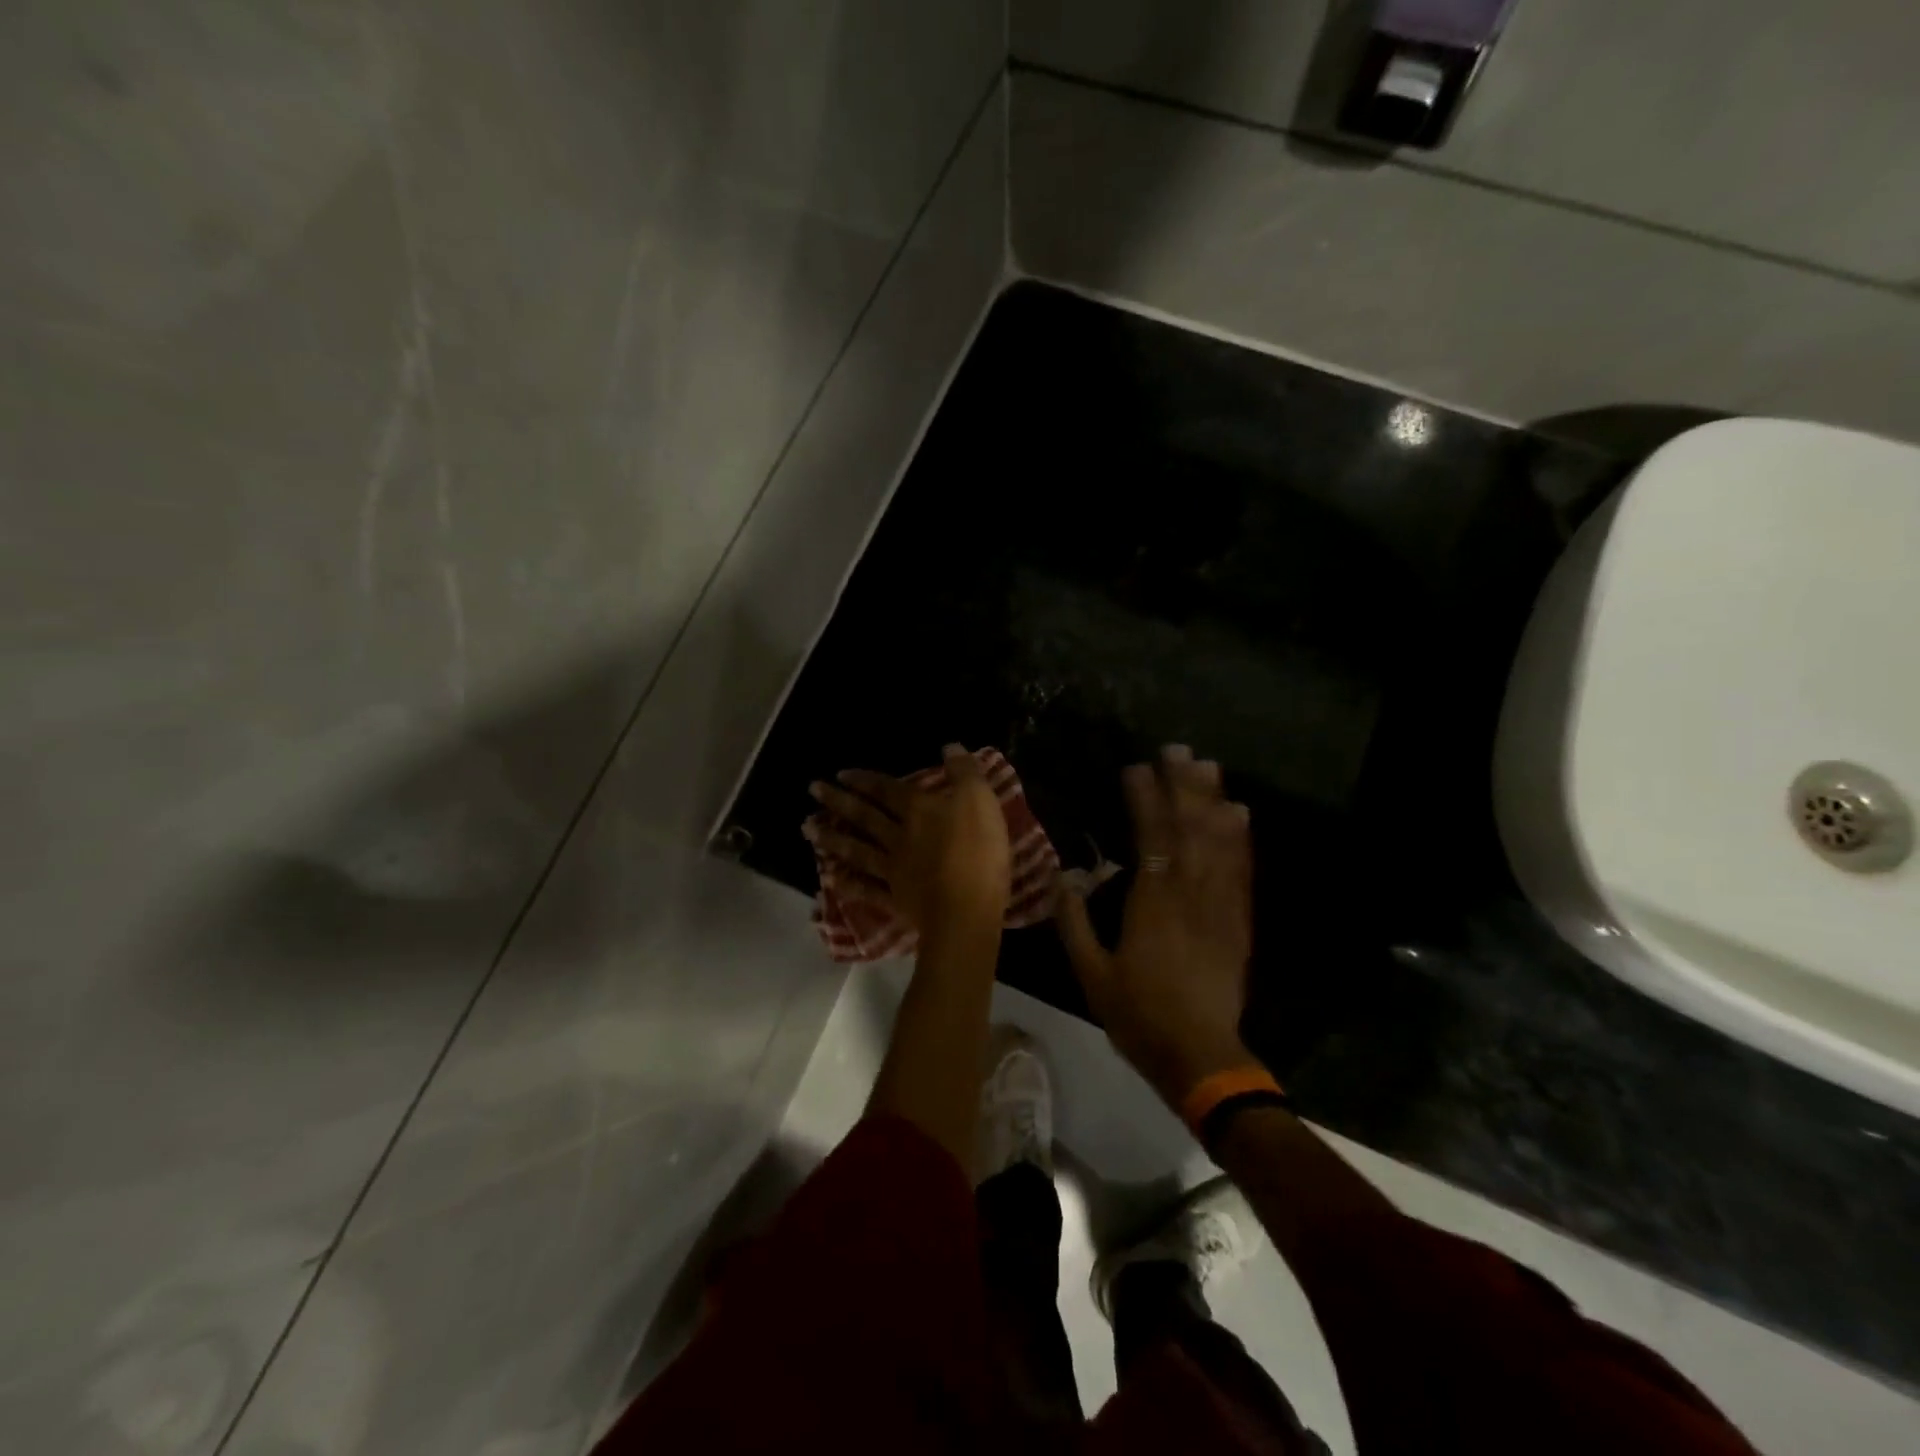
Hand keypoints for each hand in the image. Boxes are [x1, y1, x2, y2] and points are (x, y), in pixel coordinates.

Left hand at [807, 744, 1010, 935]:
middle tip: (813, 790)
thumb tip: (948, 746)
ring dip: (832, 838)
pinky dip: (848, 883)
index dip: (865, 780)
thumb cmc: (977, 851)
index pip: (887, 790)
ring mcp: (894, 870)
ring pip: (858, 850)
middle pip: (865, 816)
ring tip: (807, 829)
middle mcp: (899, 836)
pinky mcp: (896, 900)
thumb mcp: (980, 799)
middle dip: (839, 801)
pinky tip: (830, 878)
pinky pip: (867, 889)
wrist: (966, 910)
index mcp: (918, 810)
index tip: (841, 774)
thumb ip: (964, 771)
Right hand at [1056, 745, 1255, 1104]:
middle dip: (1183, 785)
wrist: (1201, 1056)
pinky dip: (1240, 837)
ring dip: (1213, 800)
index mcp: (1152, 903)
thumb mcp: (1090, 974)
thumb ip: (1074, 922)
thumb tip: (1063, 876)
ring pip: (1220, 842)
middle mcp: (1190, 894)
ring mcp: (1220, 905)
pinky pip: (1241, 869)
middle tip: (1177, 749)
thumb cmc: (1139, 1015)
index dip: (1144, 799)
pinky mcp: (1239, 920)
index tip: (1135, 768)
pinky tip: (1239, 814)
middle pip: (1190, 828)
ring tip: (1208, 766)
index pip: (1150, 837)